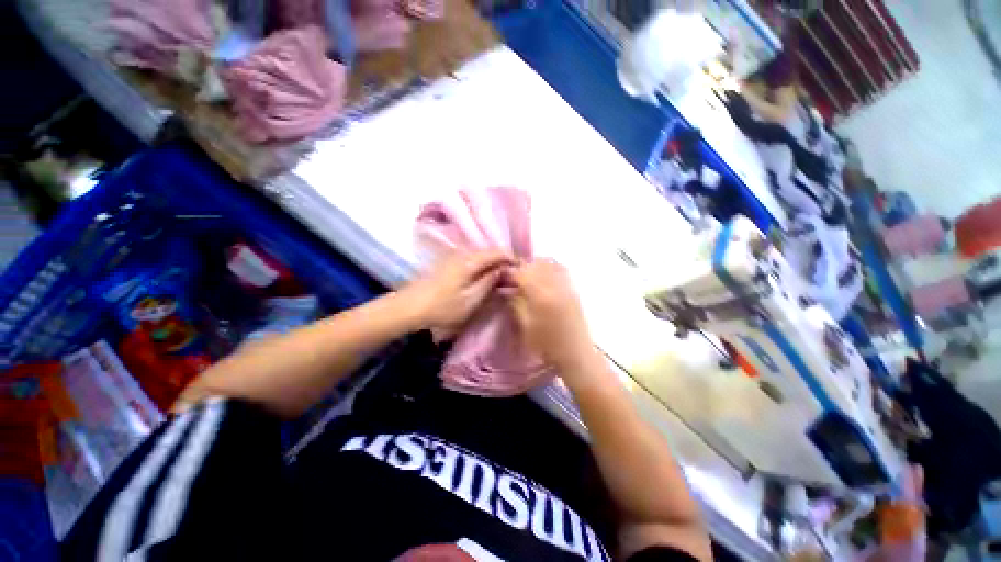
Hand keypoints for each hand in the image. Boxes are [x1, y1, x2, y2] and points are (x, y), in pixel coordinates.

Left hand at [402, 250, 511, 334]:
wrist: (409, 307)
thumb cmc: (442, 307)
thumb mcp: (471, 299)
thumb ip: (489, 282)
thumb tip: (505, 270)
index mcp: (470, 261)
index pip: (498, 252)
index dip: (512, 259)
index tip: (522, 270)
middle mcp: (463, 254)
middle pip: (489, 252)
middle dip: (504, 262)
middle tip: (514, 276)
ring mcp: (454, 257)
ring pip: (480, 256)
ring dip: (493, 264)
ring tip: (502, 278)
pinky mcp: (448, 264)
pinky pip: (472, 260)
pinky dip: (482, 266)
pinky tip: (484, 278)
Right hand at [508, 260, 599, 371]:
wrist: (575, 354)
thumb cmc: (546, 345)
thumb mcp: (525, 327)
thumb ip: (516, 304)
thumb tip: (508, 289)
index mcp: (540, 296)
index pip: (522, 273)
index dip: (511, 272)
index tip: (503, 277)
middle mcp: (554, 286)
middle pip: (536, 265)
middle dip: (522, 267)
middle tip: (514, 277)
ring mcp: (566, 286)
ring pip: (549, 264)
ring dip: (536, 265)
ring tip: (528, 276)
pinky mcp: (573, 289)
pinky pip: (561, 269)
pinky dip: (549, 267)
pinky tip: (544, 277)